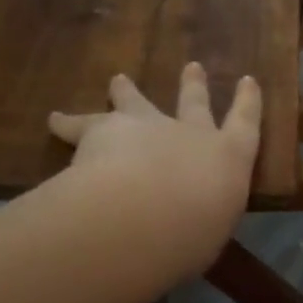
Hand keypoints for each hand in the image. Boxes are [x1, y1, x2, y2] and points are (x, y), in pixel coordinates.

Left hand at [49, 64, 261, 279]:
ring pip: (135, 102)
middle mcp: (190, 133)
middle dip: (193, 86)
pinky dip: (67, 122)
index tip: (247, 80)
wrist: (144, 214)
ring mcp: (146, 126)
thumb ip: (198, 221)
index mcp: (227, 157)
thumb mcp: (208, 233)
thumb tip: (186, 226)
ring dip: (127, 92)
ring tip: (118, 80)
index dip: (247, 101)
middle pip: (193, 103)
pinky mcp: (104, 130)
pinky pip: (81, 124)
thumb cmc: (192, 234)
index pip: (245, 123)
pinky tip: (54, 120)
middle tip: (192, 67)